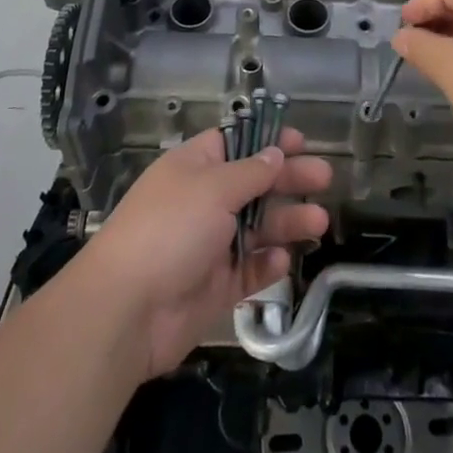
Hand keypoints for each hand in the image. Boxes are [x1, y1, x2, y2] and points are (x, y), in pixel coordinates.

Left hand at [76, 127, 331, 379]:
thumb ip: (251, 172)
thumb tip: (275, 153)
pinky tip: (284, 261)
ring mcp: (210, 245)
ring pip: (258, 227)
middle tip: (324, 178)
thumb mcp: (213, 188)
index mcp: (194, 168)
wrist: (127, 312)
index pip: (235, 144)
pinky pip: (249, 270)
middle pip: (254, 184)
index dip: (267, 141)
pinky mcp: (215, 286)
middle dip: (289, 180)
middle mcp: (203, 202)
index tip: (300, 142)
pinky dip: (267, 264)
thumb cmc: (169, 230)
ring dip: (288, 222)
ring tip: (319, 223)